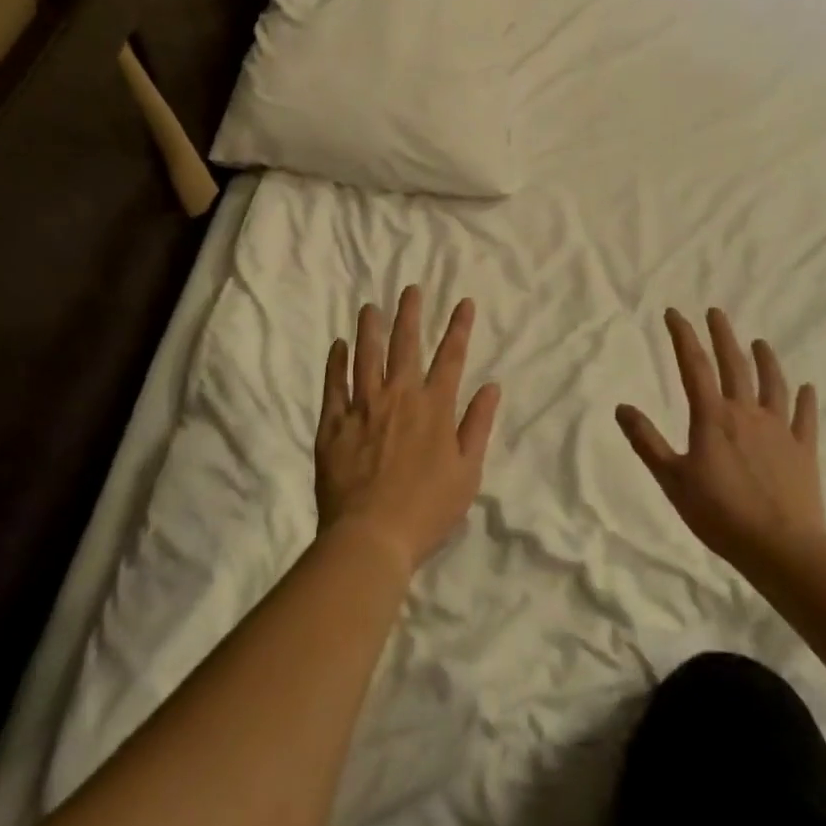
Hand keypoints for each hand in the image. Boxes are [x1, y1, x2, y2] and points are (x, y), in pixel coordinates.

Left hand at [315, 287, 501, 575]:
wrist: (371, 536)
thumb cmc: (427, 510)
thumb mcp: (467, 472)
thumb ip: (478, 425)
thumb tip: (491, 386)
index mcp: (434, 408)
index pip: (450, 357)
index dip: (458, 327)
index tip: (463, 301)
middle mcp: (399, 396)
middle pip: (405, 345)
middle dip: (410, 314)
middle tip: (410, 289)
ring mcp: (363, 407)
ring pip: (366, 356)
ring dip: (369, 329)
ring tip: (369, 306)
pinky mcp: (334, 423)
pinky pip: (334, 384)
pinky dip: (336, 362)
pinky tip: (338, 345)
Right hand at [616, 308, 825, 576]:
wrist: (781, 547)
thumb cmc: (719, 513)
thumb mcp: (671, 479)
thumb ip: (647, 441)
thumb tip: (621, 407)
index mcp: (712, 417)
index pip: (694, 365)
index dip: (683, 336)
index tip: (674, 313)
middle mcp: (746, 413)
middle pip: (734, 365)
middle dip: (723, 336)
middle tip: (716, 312)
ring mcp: (779, 429)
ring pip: (772, 384)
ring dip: (765, 360)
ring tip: (759, 342)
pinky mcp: (803, 450)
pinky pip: (805, 418)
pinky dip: (805, 400)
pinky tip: (807, 388)